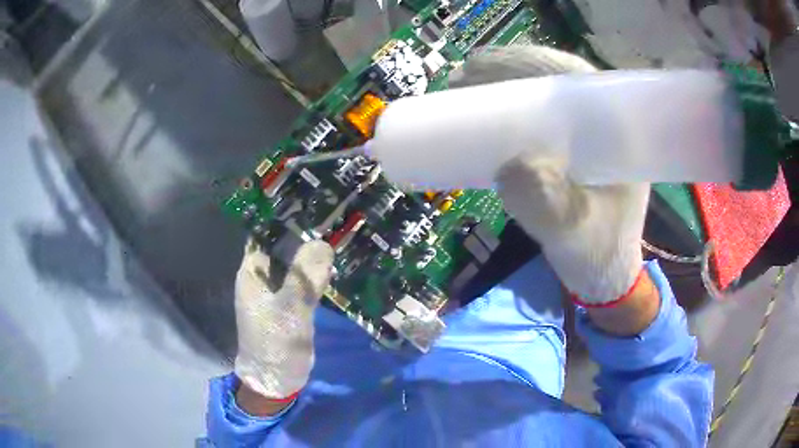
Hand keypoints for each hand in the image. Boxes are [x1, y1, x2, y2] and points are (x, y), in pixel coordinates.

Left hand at [234, 238, 333, 405]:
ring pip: (293, 268)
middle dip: (302, 239)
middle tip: (331, 222)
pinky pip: (300, 284)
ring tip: (335, 239)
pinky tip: (331, 269)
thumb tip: (322, 242)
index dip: (283, 223)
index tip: (309, 208)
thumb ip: (304, 276)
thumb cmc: (275, 341)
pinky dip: (313, 277)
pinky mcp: (288, 307)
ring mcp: (276, 294)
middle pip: (280, 251)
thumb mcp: (290, 307)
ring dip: (309, 258)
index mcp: (252, 274)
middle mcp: (261, 280)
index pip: (264, 237)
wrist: (277, 378)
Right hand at [450, 46, 649, 305]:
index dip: (525, 62)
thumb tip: (510, 167)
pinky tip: (485, 116)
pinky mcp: (573, 149)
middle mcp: (604, 121)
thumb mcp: (573, 233)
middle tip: (461, 80)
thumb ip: (548, 205)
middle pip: (552, 76)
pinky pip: (539, 116)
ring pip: (544, 93)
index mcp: (618, 128)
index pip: (570, 74)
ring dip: (504, 87)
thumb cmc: (597, 253)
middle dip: (505, 71)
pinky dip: (510, 111)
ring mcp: (588, 134)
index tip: (480, 68)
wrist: (604, 274)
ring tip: (464, 91)